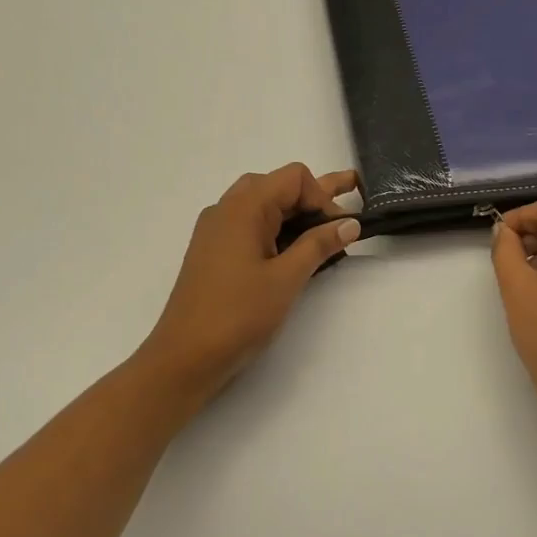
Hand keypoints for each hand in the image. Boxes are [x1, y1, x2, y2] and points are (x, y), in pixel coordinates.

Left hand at [136, 165, 359, 401]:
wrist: (185, 357)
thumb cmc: (238, 314)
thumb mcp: (287, 278)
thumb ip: (319, 245)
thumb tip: (350, 223)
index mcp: (244, 208)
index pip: (294, 178)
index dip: (323, 197)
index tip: (339, 230)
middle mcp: (227, 210)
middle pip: (278, 186)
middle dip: (313, 198)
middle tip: (343, 218)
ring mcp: (217, 231)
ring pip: (264, 206)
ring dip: (297, 214)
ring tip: (329, 224)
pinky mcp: (215, 253)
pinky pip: (251, 227)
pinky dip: (277, 230)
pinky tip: (295, 248)